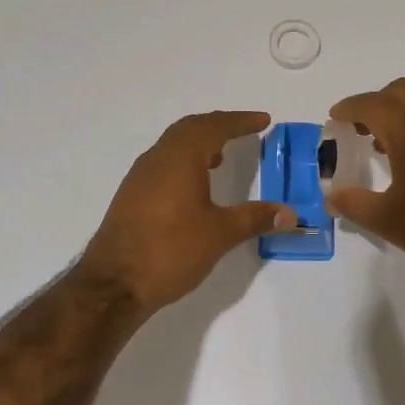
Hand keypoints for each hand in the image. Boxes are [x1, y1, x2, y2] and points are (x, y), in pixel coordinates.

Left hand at [81, 111, 294, 312]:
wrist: (114, 284)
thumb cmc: (170, 251)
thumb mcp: (220, 234)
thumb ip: (255, 218)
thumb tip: (290, 214)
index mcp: (180, 158)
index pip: (214, 126)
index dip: (240, 121)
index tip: (263, 120)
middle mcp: (157, 159)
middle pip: (190, 128)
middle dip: (219, 125)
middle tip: (244, 130)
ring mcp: (140, 177)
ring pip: (173, 145)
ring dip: (199, 143)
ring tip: (222, 156)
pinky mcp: (132, 196)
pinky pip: (163, 163)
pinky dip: (185, 161)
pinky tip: (195, 185)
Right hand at [325, 79, 404, 306]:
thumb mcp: (388, 222)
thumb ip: (354, 204)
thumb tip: (331, 197)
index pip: (373, 104)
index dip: (349, 108)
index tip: (334, 119)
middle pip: (402, 93)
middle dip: (376, 104)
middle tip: (358, 130)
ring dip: (403, 117)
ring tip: (385, 150)